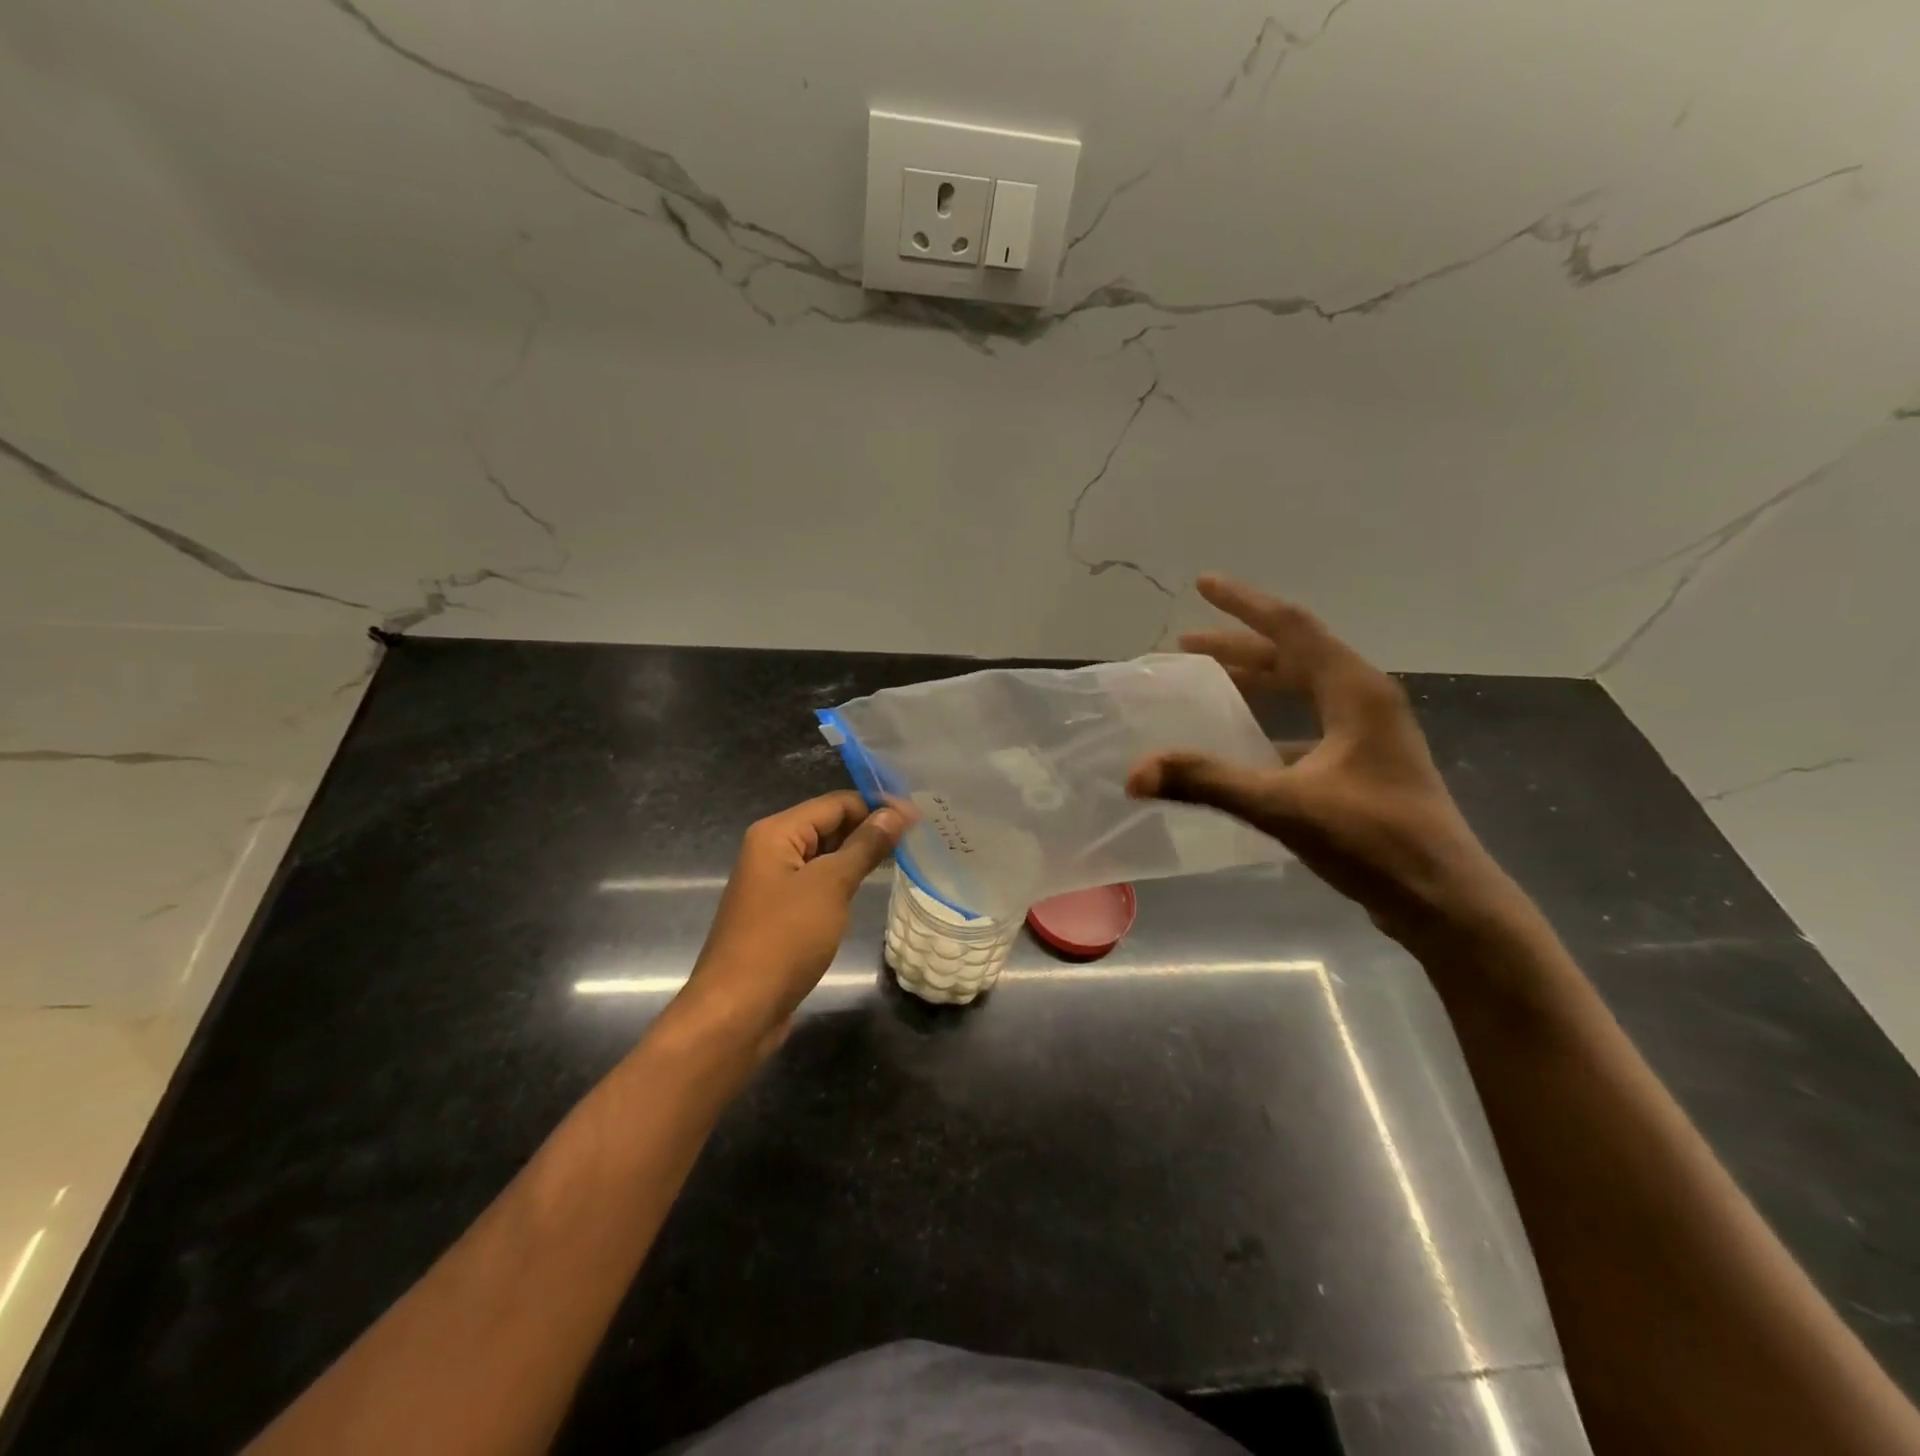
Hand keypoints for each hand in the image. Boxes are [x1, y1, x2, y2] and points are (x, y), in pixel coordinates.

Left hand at [675, 792, 905, 1054]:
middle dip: (870, 829)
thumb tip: (895, 812)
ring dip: (860, 855)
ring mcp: (775, 884)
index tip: (919, 816)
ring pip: (825, 856)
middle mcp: (772, 850)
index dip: (876, 805)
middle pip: (828, 826)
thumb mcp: (830, 886)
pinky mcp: (781, 914)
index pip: (835, 803)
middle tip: (918, 837)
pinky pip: (818, 884)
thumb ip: (864, 846)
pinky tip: (871, 888)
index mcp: (776, 833)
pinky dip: (844, 881)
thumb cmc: (784, 938)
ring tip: (905, 856)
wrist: (739, 1010)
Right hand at [1128, 575, 1522, 946]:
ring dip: (1255, 680)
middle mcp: (1364, 701)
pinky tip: (1241, 744)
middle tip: (1186, 644)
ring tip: (1208, 681)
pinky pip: (1307, 723)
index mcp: (1355, 692)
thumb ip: (1207, 783)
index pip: (1292, 627)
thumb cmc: (1374, 842)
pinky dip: (1270, 721)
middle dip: (1239, 645)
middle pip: (1294, 655)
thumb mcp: (1284, 806)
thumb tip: (1136, 772)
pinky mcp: (1364, 765)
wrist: (1445, 902)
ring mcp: (1368, 734)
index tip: (1203, 584)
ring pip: (1302, 689)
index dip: (1244, 604)